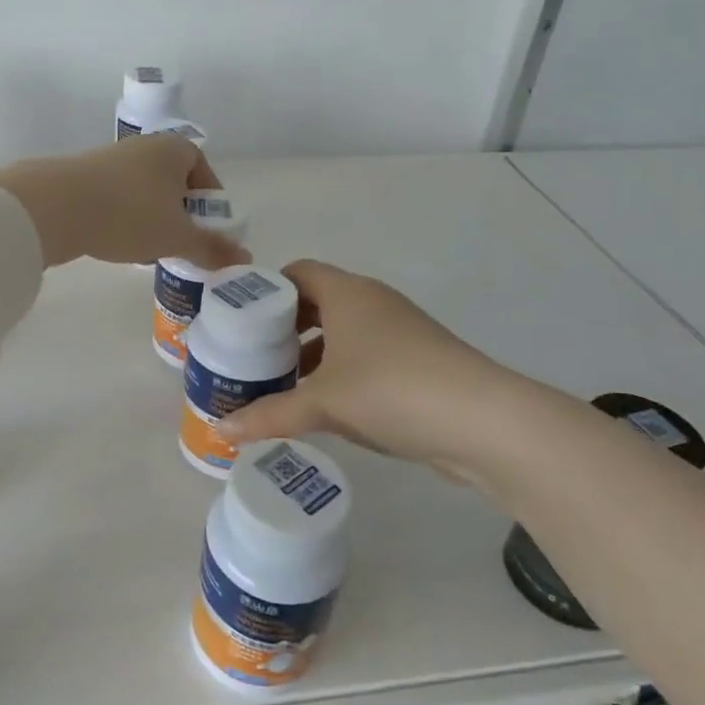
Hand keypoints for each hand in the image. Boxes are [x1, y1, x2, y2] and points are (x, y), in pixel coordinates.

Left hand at [0, 135, 252, 269]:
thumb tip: (246, 258)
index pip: (202, 167)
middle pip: (172, 179)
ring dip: (151, 216)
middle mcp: (143, 146)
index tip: (207, 226)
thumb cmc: (130, 214)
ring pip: (143, 189)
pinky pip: (116, 196)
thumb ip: (212, 248)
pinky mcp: (83, 176)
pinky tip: (118, 241)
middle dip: (179, 210)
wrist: (56, 207)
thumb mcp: (177, 237)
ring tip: (150, 247)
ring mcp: (110, 159)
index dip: (209, 197)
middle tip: (181, 240)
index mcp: (173, 149)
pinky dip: (124, 216)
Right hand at [218, 260, 521, 482]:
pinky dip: (340, 372)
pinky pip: (364, 357)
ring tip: (279, 384)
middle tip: (252, 355)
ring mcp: (399, 332)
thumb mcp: (323, 403)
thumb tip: (220, 431)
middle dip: (284, 328)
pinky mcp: (417, 363)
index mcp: (347, 294)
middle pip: (317, 303)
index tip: (240, 319)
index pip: (297, 273)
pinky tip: (323, 405)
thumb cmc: (391, 390)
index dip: (266, 290)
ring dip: (312, 354)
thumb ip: (269, 415)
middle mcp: (373, 303)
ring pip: (342, 333)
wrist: (483, 422)